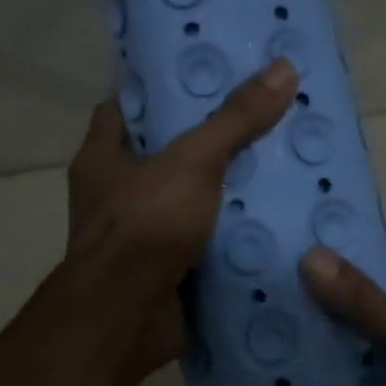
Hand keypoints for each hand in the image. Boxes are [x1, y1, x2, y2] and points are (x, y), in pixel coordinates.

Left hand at [65, 58, 297, 381]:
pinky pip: (205, 243)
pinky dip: (232, 235)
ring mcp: (141, 237)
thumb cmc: (145, 224)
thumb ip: (235, 119)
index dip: (161, 92)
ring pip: (190, 202)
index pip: (125, 109)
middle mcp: (115, 196)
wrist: (127, 318)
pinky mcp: (167, 271)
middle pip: (166, 157)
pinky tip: (274, 221)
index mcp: (102, 159)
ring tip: (280, 166)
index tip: (206, 78)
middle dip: (209, 143)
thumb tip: (283, 67)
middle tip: (260, 120)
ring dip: (226, 193)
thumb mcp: (193, 161)